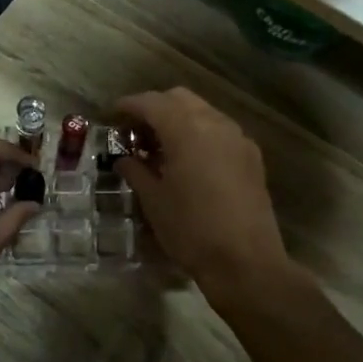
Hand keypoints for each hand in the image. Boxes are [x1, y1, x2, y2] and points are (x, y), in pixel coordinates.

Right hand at [112, 88, 291, 298]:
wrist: (245, 262)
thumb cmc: (191, 230)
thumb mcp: (154, 200)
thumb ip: (136, 171)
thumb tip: (124, 159)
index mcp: (187, 129)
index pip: (151, 103)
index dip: (128, 106)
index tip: (111, 115)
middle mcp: (215, 123)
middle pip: (179, 99)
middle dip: (154, 108)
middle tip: (134, 131)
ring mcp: (238, 138)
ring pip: (203, 112)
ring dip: (178, 119)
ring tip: (159, 146)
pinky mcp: (251, 156)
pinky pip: (220, 130)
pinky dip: (199, 133)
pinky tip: (187, 160)